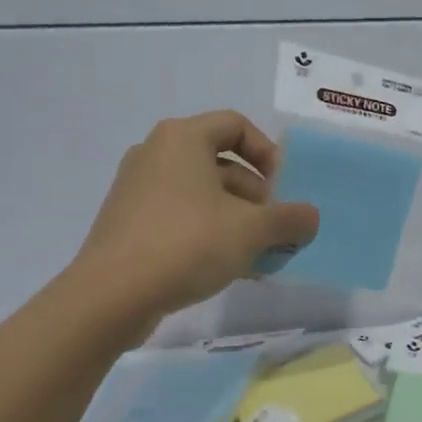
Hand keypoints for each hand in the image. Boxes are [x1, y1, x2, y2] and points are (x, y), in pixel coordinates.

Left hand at [70, 111, 318, 329]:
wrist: (111, 296)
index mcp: (182, 138)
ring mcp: (137, 189)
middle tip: (273, 230)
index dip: (267, 152)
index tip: (282, 189)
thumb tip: (310, 218)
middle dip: (256, 196)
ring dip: (236, 219)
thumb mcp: (251, 231)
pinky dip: (208, 232)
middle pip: (220, 162)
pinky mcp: (128, 222)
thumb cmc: (186, 244)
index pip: (236, 125)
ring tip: (257, 255)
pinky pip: (180, 216)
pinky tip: (227, 267)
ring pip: (202, 194)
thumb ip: (289, 219)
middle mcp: (156, 153)